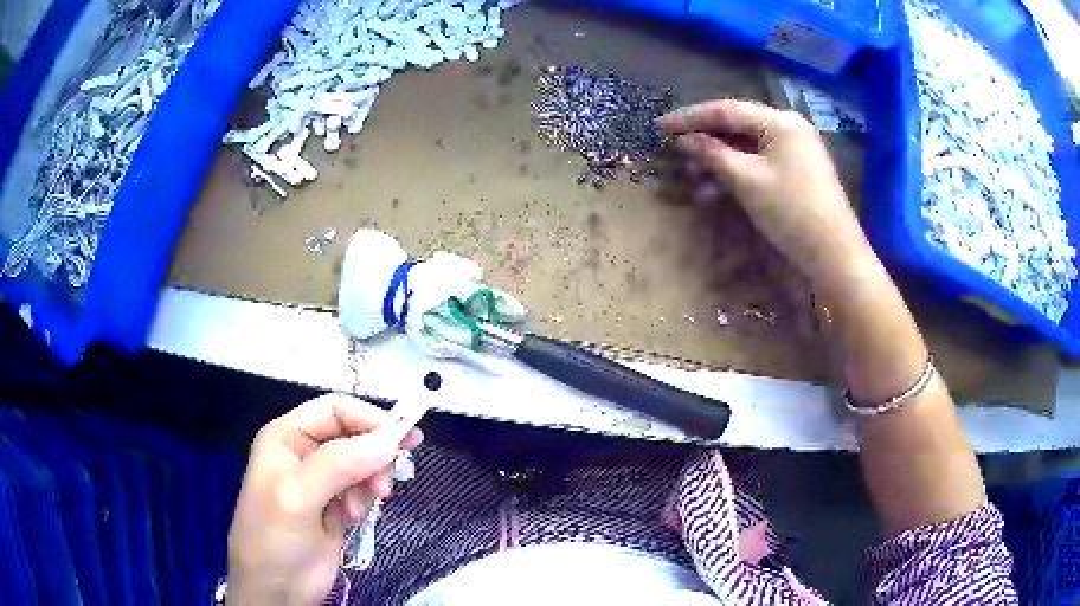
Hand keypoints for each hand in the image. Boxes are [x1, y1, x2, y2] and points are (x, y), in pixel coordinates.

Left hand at [227, 394, 421, 604]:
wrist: (276, 590)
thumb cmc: (274, 537)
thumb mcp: (297, 497)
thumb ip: (339, 464)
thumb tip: (389, 439)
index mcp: (287, 437)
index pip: (335, 410)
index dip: (368, 420)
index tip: (402, 442)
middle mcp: (304, 453)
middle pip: (354, 436)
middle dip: (373, 457)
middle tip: (383, 488)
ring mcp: (321, 482)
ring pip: (363, 464)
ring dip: (370, 483)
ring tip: (358, 511)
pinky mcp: (336, 507)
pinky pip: (364, 490)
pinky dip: (367, 501)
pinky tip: (354, 518)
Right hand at [661, 100, 875, 287]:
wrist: (835, 254)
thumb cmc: (791, 212)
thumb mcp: (746, 180)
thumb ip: (713, 154)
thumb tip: (685, 139)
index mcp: (779, 121)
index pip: (726, 110)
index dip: (690, 117)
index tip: (660, 126)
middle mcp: (789, 127)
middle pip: (738, 126)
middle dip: (705, 141)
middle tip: (675, 153)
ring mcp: (797, 149)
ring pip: (748, 146)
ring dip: (720, 160)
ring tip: (693, 178)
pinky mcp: (799, 170)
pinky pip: (761, 161)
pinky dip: (739, 172)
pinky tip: (717, 190)